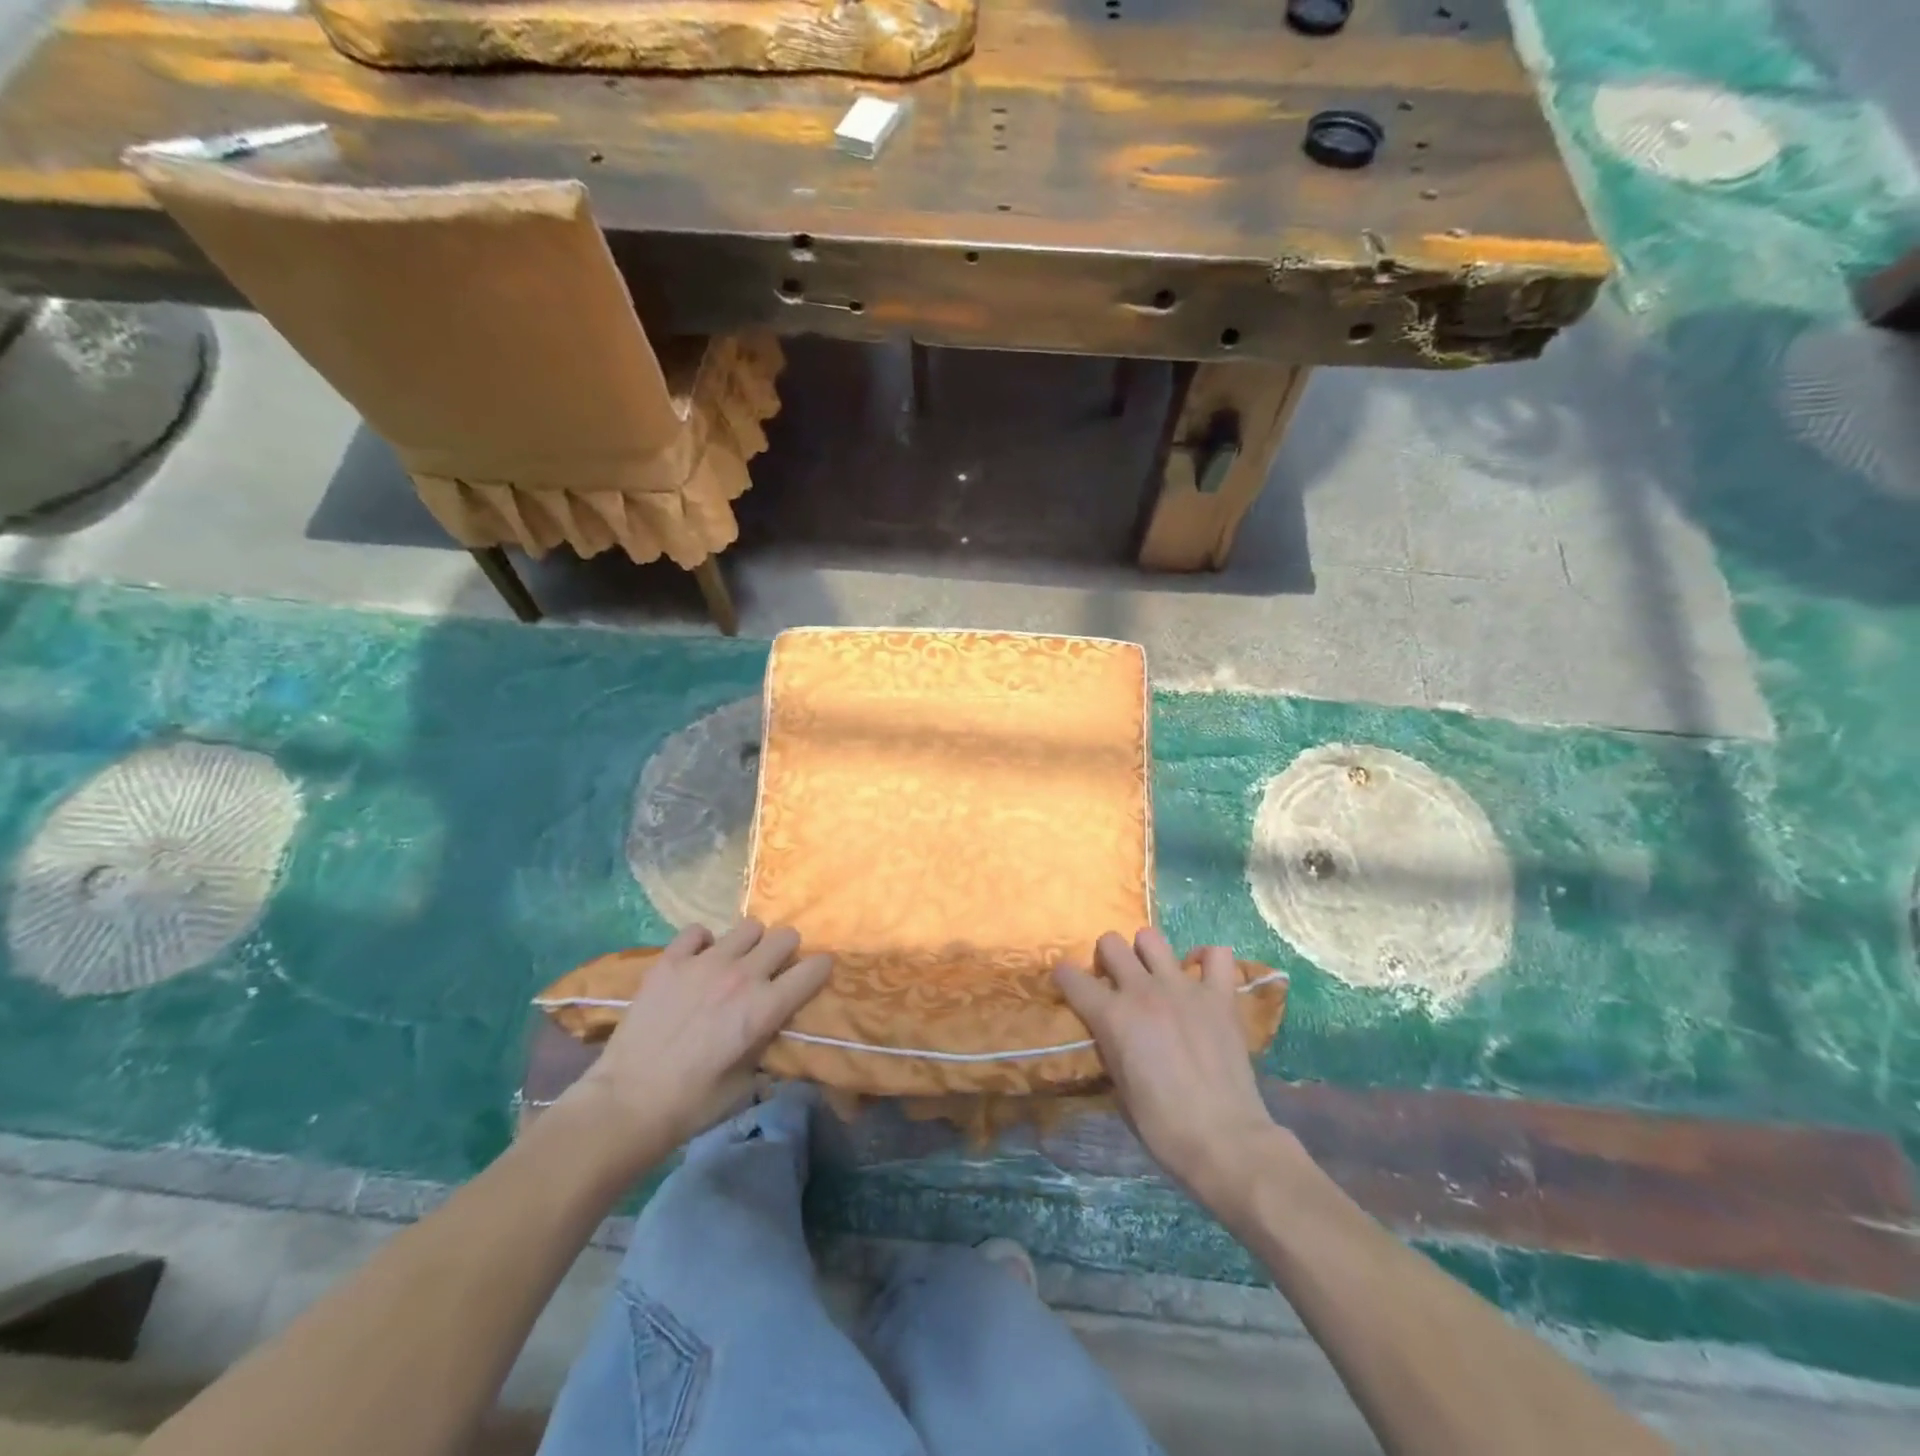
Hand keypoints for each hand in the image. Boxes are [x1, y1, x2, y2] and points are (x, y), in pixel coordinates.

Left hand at [558, 920, 831, 1174]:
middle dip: (786, 952)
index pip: (813, 970)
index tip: (816, 976)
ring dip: (750, 944)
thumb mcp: (745, 1085)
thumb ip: (765, 1048)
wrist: (626, 1103)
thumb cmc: (692, 1104)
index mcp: (764, 1008)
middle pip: (785, 936)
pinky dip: (703, 943)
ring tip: (735, 964)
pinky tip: (697, 962)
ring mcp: (704, 963)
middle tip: (773, 971)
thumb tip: (773, 1034)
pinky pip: (698, 931)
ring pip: (748, 927)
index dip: (820, 970)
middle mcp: (742, 976)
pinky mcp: (670, 960)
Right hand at [1054, 928, 1282, 1206]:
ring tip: (1154, 976)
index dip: (1065, 979)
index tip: (1068, 985)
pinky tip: (1200, 976)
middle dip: (1107, 958)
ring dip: (1147, 954)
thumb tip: (1111, 1032)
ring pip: (1152, 938)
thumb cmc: (1162, 1126)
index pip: (1071, 977)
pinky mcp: (1220, 996)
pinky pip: (1216, 955)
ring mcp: (1184, 987)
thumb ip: (1111, 1046)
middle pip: (1111, 943)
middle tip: (1116, 983)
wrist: (1224, 1140)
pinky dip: (1205, 960)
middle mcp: (1143, 990)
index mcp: (1113, 1015)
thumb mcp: (1119, 1087)